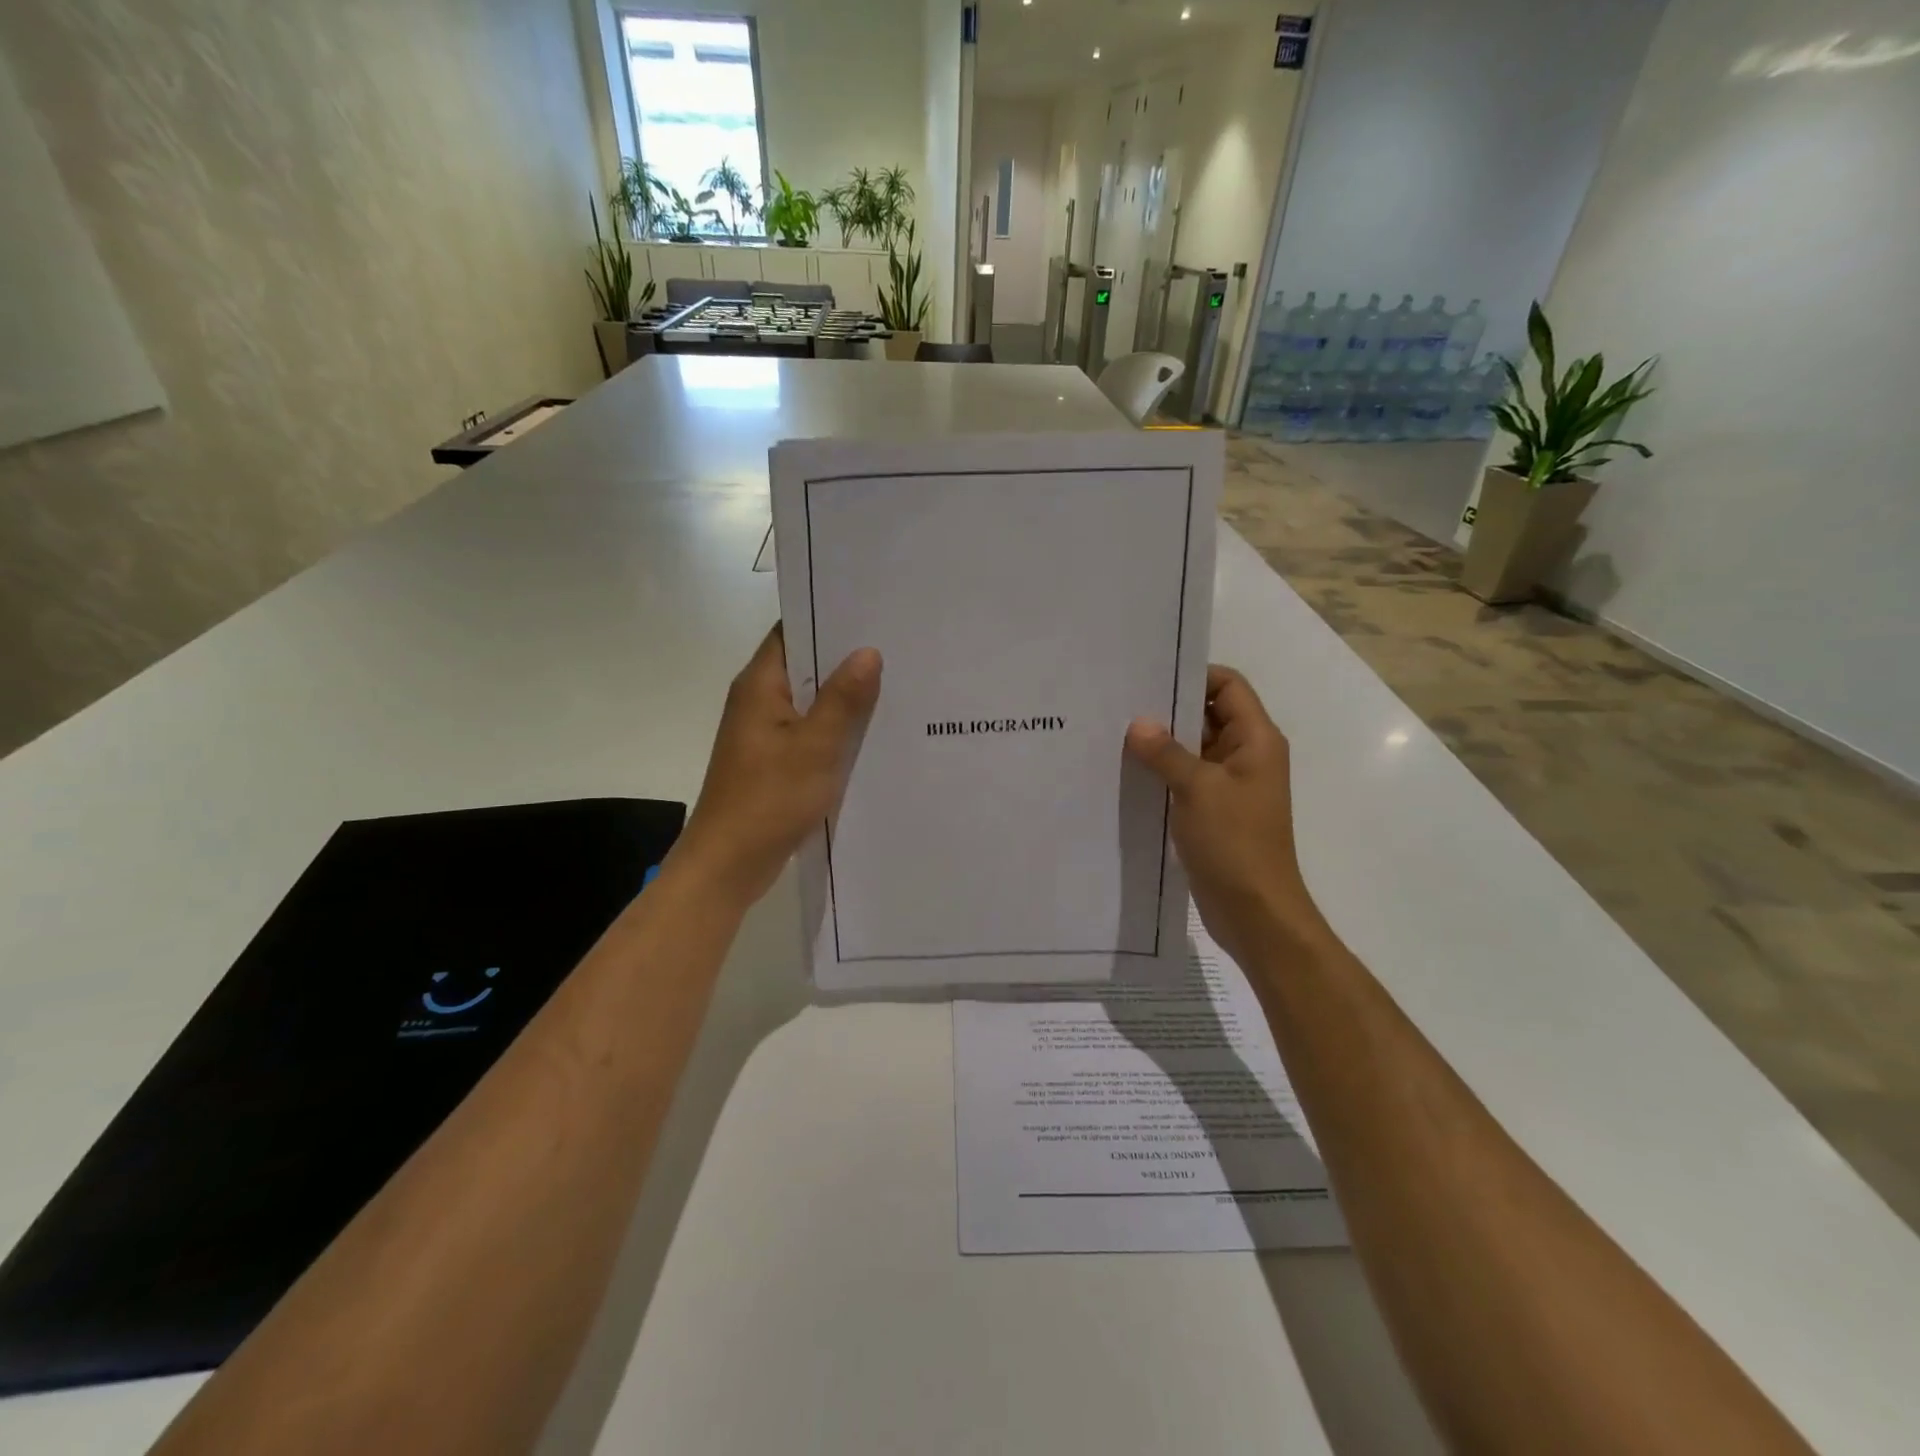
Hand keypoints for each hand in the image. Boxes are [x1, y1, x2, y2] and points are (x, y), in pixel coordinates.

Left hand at [675, 623, 881, 908]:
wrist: (729, 864)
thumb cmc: (769, 800)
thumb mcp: (815, 747)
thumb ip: (843, 699)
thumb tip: (868, 652)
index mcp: (760, 685)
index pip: (792, 631)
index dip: (828, 618)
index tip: (873, 613)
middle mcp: (759, 701)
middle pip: (806, 666)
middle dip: (847, 659)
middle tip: (898, 648)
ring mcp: (765, 733)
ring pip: (811, 702)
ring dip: (845, 698)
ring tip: (897, 684)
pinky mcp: (774, 761)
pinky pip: (810, 733)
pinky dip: (836, 730)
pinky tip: (873, 734)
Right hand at [1125, 665, 1326, 961]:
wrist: (1255, 912)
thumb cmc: (1235, 843)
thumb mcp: (1198, 789)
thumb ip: (1166, 753)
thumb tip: (1137, 724)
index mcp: (1255, 740)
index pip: (1228, 686)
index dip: (1193, 675)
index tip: (1148, 676)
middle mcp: (1245, 755)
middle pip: (1208, 715)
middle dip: (1168, 709)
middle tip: (1120, 702)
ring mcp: (1228, 785)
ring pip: (1193, 749)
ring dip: (1161, 743)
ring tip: (1114, 733)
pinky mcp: (1212, 810)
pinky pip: (1185, 778)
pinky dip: (1161, 772)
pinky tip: (1126, 771)